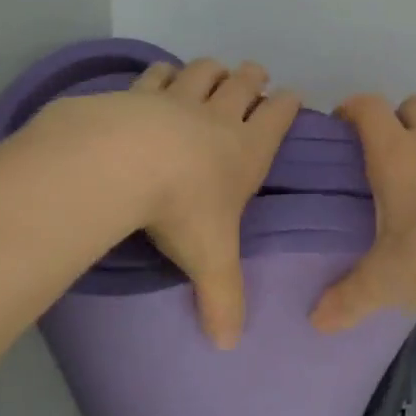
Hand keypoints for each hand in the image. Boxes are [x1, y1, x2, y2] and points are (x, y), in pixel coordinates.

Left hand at [122, 58, 300, 347]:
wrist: (123, 162)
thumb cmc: (182, 208)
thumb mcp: (210, 260)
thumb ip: (223, 301)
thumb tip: (227, 345)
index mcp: (246, 150)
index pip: (277, 117)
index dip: (287, 104)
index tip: (291, 96)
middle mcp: (217, 117)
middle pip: (243, 84)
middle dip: (253, 78)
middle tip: (255, 75)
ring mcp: (177, 99)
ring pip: (203, 72)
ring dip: (213, 70)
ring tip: (214, 72)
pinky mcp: (138, 93)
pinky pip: (157, 74)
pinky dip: (164, 72)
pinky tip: (161, 75)